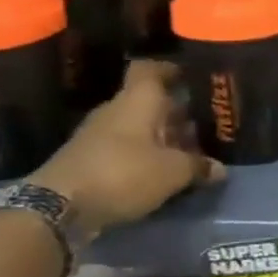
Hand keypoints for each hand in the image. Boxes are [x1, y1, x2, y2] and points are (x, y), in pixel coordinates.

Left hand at [30, 61, 224, 243]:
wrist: (58, 207)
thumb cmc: (122, 172)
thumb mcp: (171, 172)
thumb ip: (197, 166)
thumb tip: (219, 169)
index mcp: (138, 100)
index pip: (151, 69)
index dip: (171, 70)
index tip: (192, 79)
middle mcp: (117, 110)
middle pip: (149, 102)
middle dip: (175, 113)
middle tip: (203, 125)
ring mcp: (99, 136)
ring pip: (138, 127)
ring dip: (161, 138)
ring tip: (188, 152)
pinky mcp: (89, 161)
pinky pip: (125, 150)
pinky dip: (144, 157)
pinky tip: (161, 173)